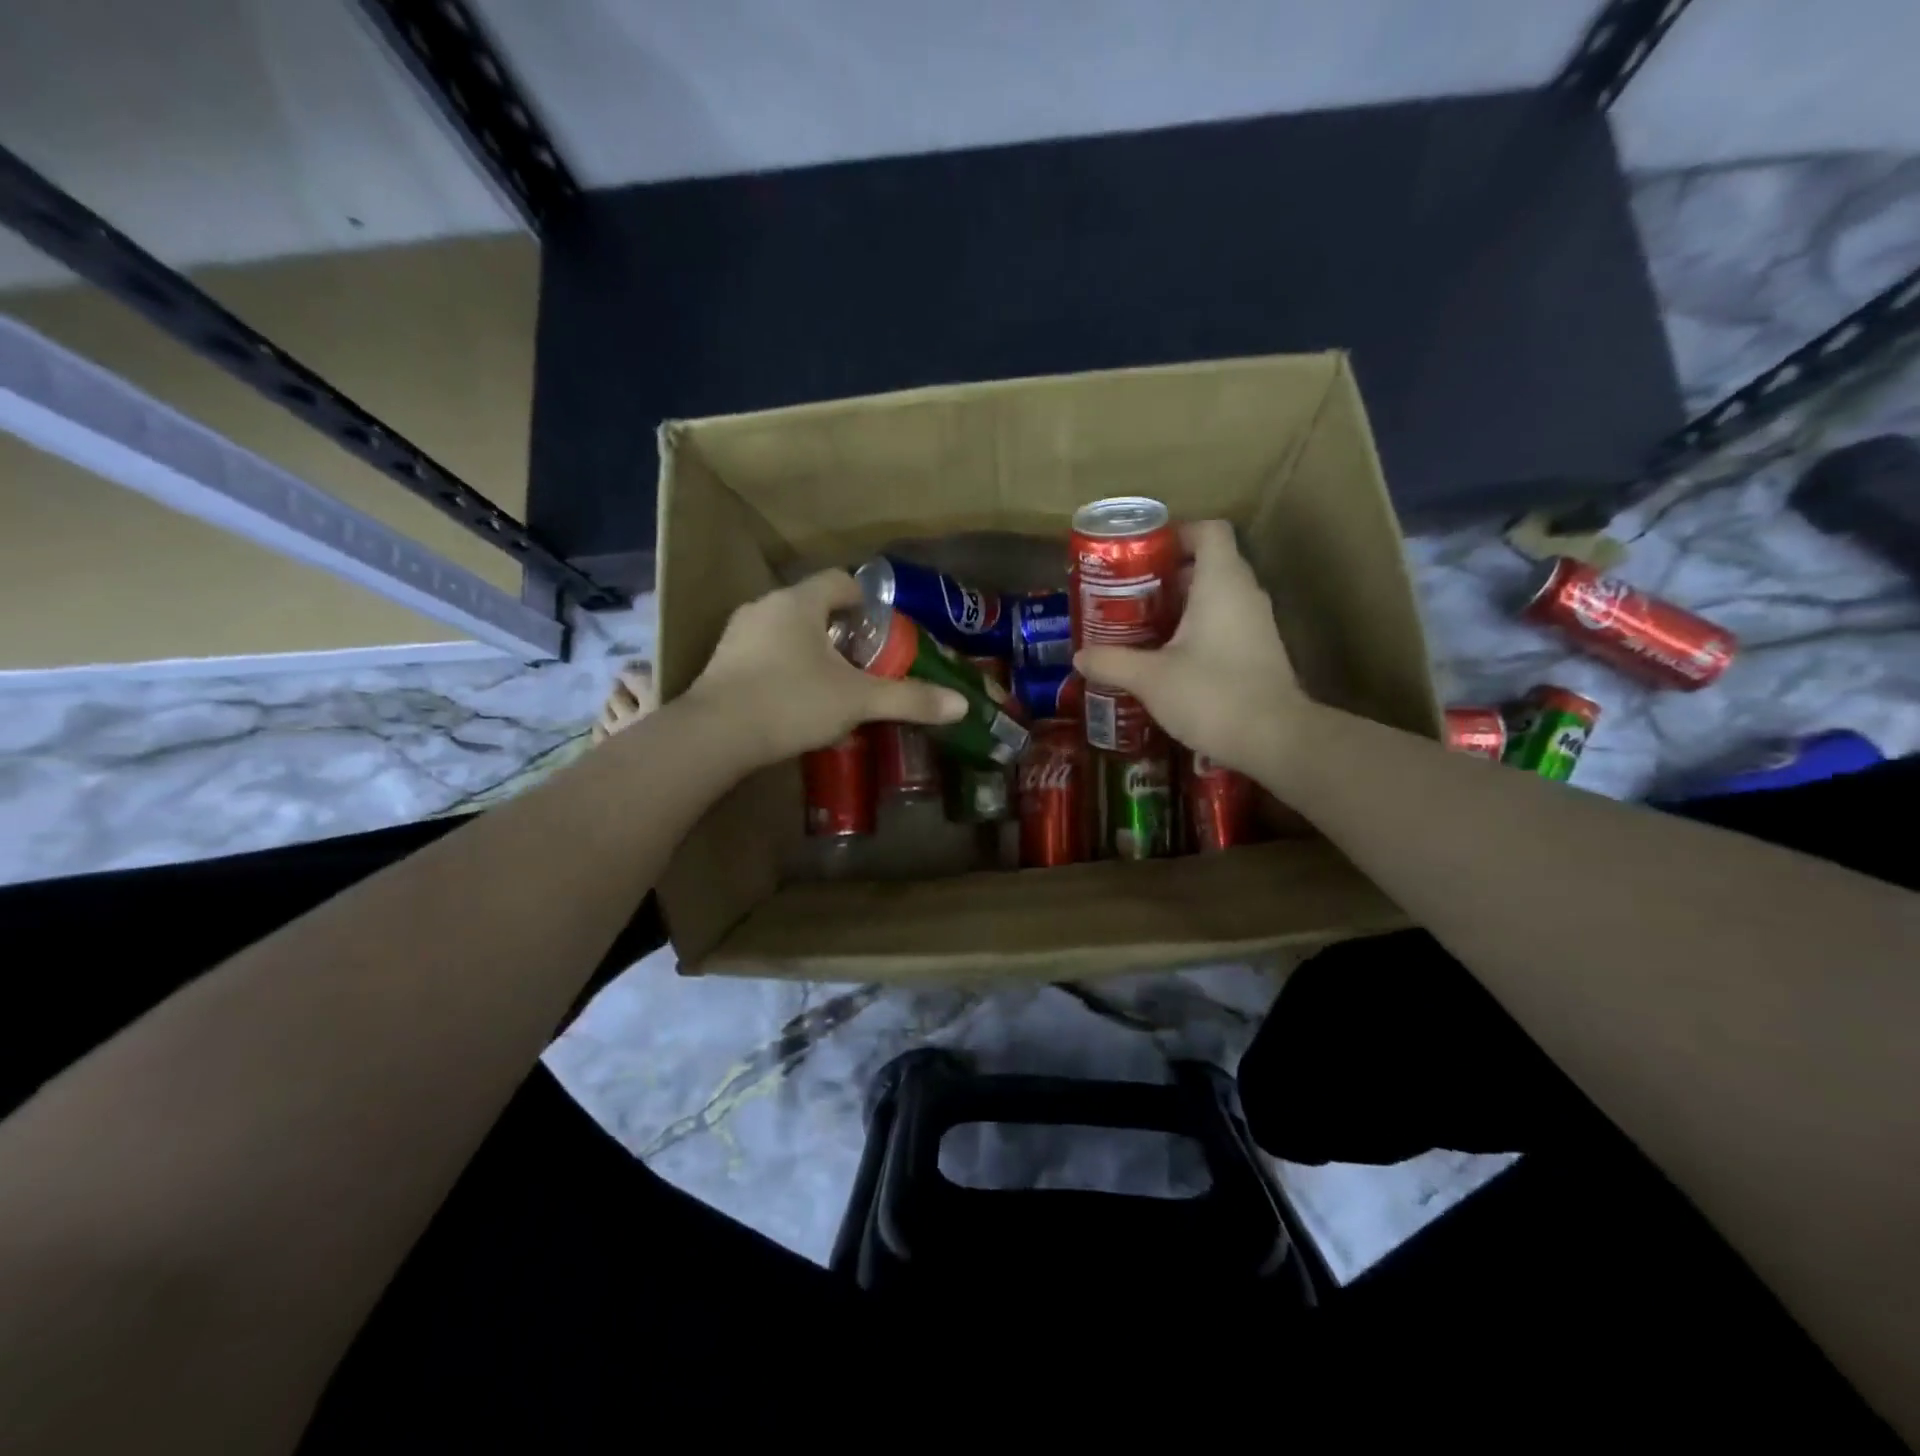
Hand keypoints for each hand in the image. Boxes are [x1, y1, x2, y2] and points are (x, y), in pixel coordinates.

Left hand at [680, 570, 966, 766]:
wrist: (714, 736)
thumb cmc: (791, 702)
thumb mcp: (858, 701)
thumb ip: (909, 699)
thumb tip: (961, 704)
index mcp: (799, 602)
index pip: (840, 581)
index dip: (867, 601)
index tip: (883, 630)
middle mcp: (765, 607)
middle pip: (813, 607)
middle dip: (841, 632)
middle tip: (864, 663)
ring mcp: (737, 635)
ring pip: (786, 632)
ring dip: (811, 651)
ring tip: (832, 685)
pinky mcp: (720, 664)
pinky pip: (763, 654)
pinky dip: (784, 669)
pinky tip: (794, 702)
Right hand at [1074, 520, 1306, 775]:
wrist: (1274, 740)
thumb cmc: (1211, 694)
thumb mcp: (1150, 678)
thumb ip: (1112, 661)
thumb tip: (1080, 657)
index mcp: (1221, 582)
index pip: (1208, 531)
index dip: (1176, 534)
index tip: (1143, 555)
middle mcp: (1245, 594)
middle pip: (1209, 564)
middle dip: (1168, 576)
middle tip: (1129, 596)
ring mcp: (1257, 624)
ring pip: (1217, 597)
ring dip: (1182, 606)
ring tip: (1142, 627)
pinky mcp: (1260, 653)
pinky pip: (1226, 625)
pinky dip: (1198, 631)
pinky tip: (1169, 659)